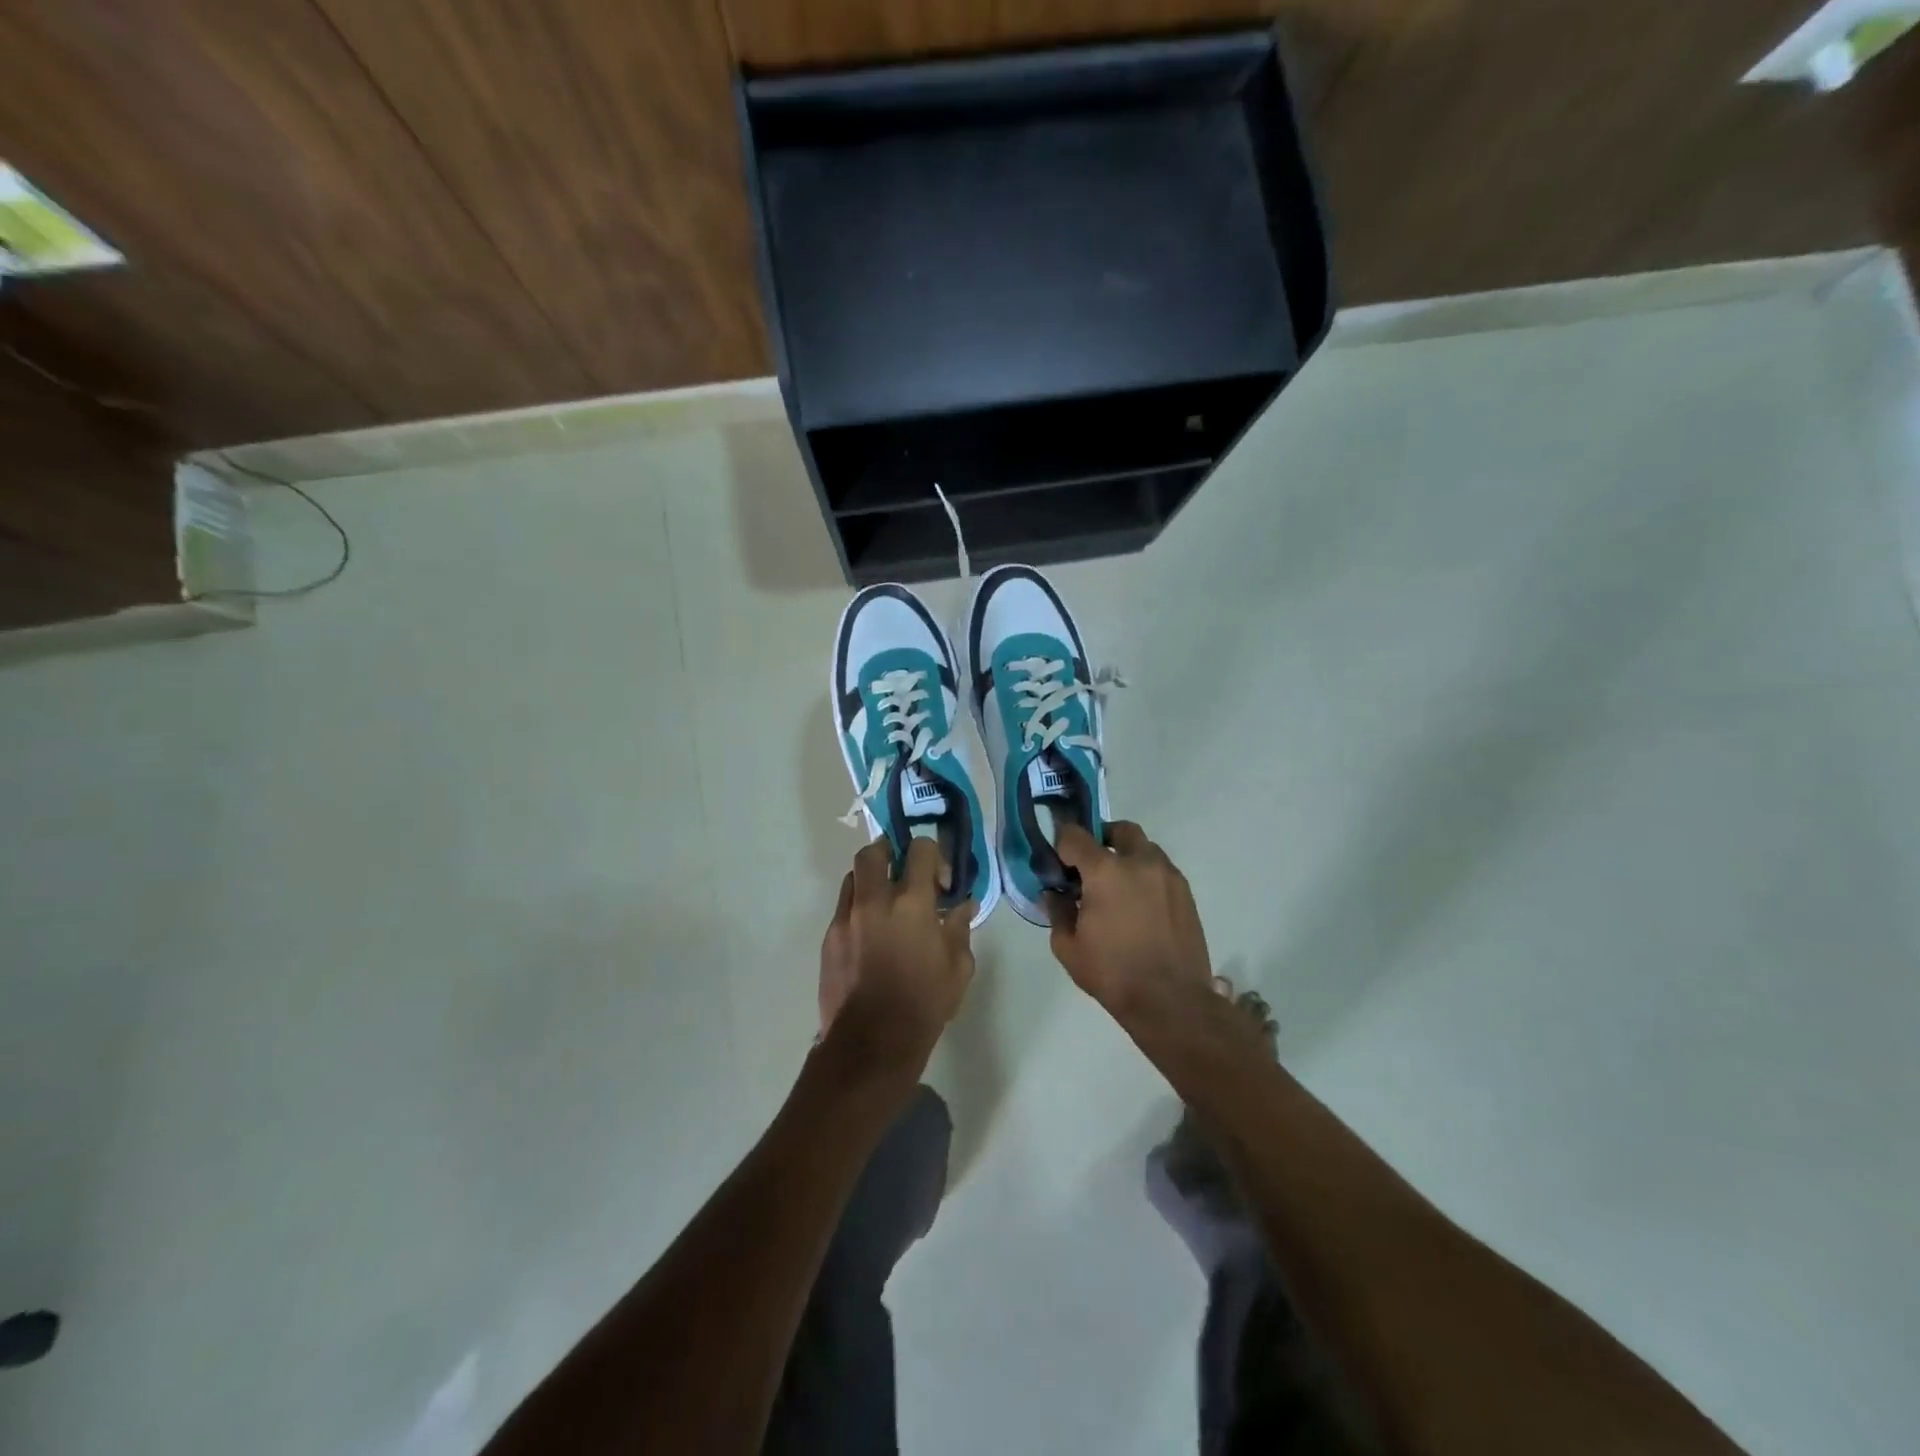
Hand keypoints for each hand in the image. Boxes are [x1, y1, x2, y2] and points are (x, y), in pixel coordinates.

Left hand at [818, 837, 975, 1076]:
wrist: (872, 1042)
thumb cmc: (924, 1003)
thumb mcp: (958, 967)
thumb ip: (960, 928)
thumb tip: (963, 905)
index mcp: (912, 903)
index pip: (920, 849)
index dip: (932, 855)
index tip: (939, 881)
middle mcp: (875, 900)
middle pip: (873, 851)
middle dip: (890, 853)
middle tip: (903, 872)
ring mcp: (847, 917)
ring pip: (853, 876)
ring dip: (871, 880)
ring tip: (884, 902)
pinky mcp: (829, 937)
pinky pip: (843, 907)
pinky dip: (858, 908)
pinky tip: (870, 933)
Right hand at [1046, 821, 1212, 1021]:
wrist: (1171, 1001)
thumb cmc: (1113, 974)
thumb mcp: (1069, 948)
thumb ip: (1057, 912)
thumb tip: (1054, 893)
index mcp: (1105, 871)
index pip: (1075, 836)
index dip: (1062, 843)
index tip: (1059, 861)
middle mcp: (1139, 862)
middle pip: (1120, 829)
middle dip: (1102, 838)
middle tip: (1091, 865)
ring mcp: (1168, 875)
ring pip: (1145, 848)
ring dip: (1127, 856)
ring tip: (1118, 886)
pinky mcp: (1186, 892)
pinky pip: (1161, 869)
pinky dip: (1146, 875)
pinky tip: (1139, 904)